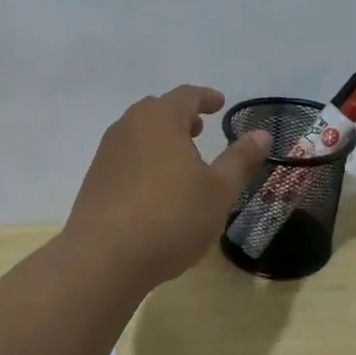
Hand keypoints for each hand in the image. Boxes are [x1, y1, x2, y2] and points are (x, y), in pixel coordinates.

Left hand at [64, 86, 271, 291]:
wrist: (103, 258)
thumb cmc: (171, 217)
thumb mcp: (218, 191)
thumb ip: (240, 159)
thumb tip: (261, 134)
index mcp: (159, 119)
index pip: (186, 96)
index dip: (206, 98)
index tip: (220, 103)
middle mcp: (128, 127)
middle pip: (157, 111)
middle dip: (181, 117)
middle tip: (200, 129)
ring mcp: (106, 154)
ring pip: (139, 135)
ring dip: (161, 140)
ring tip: (180, 160)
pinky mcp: (94, 181)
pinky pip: (126, 158)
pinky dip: (145, 161)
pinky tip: (156, 189)